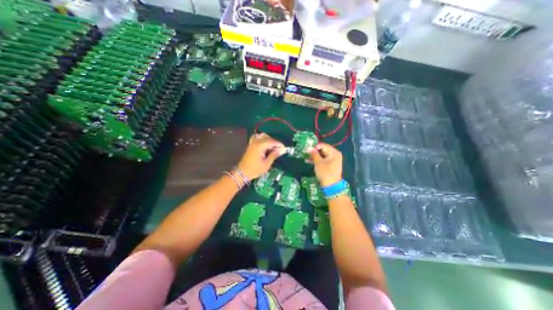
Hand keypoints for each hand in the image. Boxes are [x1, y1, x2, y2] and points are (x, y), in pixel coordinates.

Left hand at [238, 132, 284, 178]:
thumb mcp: (266, 164)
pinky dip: (263, 140)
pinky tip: (265, 146)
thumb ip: (274, 155)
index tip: (284, 149)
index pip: (272, 141)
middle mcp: (256, 142)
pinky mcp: (251, 145)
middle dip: (275, 143)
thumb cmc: (255, 169)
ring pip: (263, 137)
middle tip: (279, 150)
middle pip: (268, 138)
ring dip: (269, 141)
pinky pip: (258, 138)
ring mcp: (252, 143)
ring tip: (273, 148)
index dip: (279, 144)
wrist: (242, 173)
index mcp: (260, 146)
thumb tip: (282, 150)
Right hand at [309, 143, 344, 186]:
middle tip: (305, 151)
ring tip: (305, 156)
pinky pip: (322, 160)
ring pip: (321, 155)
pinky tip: (308, 161)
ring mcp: (332, 160)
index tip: (307, 148)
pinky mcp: (329, 165)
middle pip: (322, 150)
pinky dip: (316, 160)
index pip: (323, 146)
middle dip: (313, 151)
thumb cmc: (325, 172)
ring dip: (313, 156)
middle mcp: (334, 155)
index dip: (315, 146)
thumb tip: (308, 147)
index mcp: (334, 153)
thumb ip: (313, 154)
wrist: (331, 186)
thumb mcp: (318, 162)